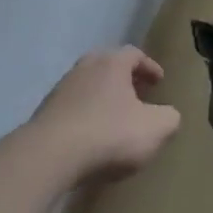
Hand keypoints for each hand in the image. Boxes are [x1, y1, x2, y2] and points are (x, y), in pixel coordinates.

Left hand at [30, 47, 180, 183]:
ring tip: (114, 121)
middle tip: (138, 96)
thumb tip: (168, 115)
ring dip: (103, 100)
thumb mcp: (156, 128)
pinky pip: (71, 111)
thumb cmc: (108, 134)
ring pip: (88, 88)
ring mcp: (60, 91)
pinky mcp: (42, 116)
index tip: (159, 82)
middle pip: (108, 67)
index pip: (135, 54)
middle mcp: (84, 68)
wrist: (48, 158)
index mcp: (112, 63)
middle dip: (125, 80)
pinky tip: (91, 140)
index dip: (150, 67)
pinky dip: (84, 118)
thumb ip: (169, 118)